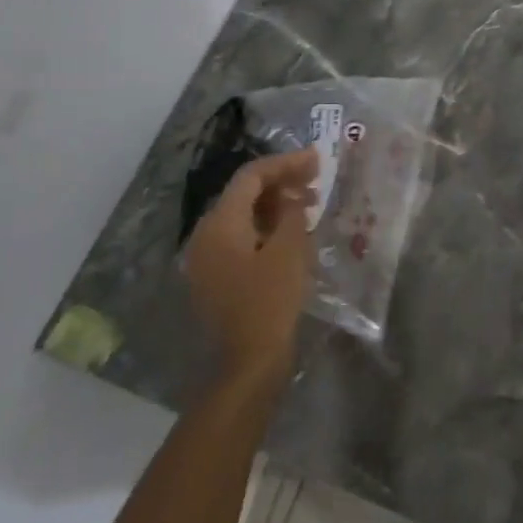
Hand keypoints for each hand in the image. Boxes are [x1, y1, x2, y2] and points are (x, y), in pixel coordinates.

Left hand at [184, 148, 318, 386]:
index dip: (285, 163)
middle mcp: (206, 235)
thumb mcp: (290, 252)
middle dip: (281, 182)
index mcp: (220, 224)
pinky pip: (242, 238)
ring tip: (310, 204)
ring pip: (243, 216)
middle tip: (316, 179)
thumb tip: (292, 197)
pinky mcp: (216, 277)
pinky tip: (293, 232)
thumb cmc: (270, 302)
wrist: (248, 363)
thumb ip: (291, 214)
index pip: (251, 177)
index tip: (316, 158)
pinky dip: (267, 228)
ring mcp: (208, 258)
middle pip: (244, 194)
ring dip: (276, 205)